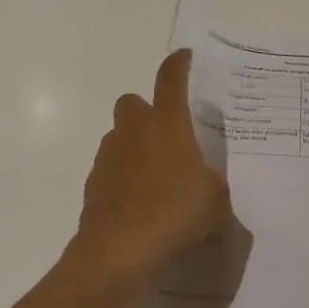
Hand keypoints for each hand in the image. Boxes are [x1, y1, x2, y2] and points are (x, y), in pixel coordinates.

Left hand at [71, 49, 231, 282]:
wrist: (119, 249)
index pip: (170, 80)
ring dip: (134, 146)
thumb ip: (213, 184)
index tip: (184, 57)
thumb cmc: (175, 213)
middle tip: (168, 135)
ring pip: (118, 136)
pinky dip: (123, 177)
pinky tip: (140, 202)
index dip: (178, 65)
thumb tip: (207, 184)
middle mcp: (133, 132)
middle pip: (132, 103)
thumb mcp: (215, 201)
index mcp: (167, 125)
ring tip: (157, 176)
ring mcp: (108, 157)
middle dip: (146, 112)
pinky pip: (110, 169)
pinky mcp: (94, 184)